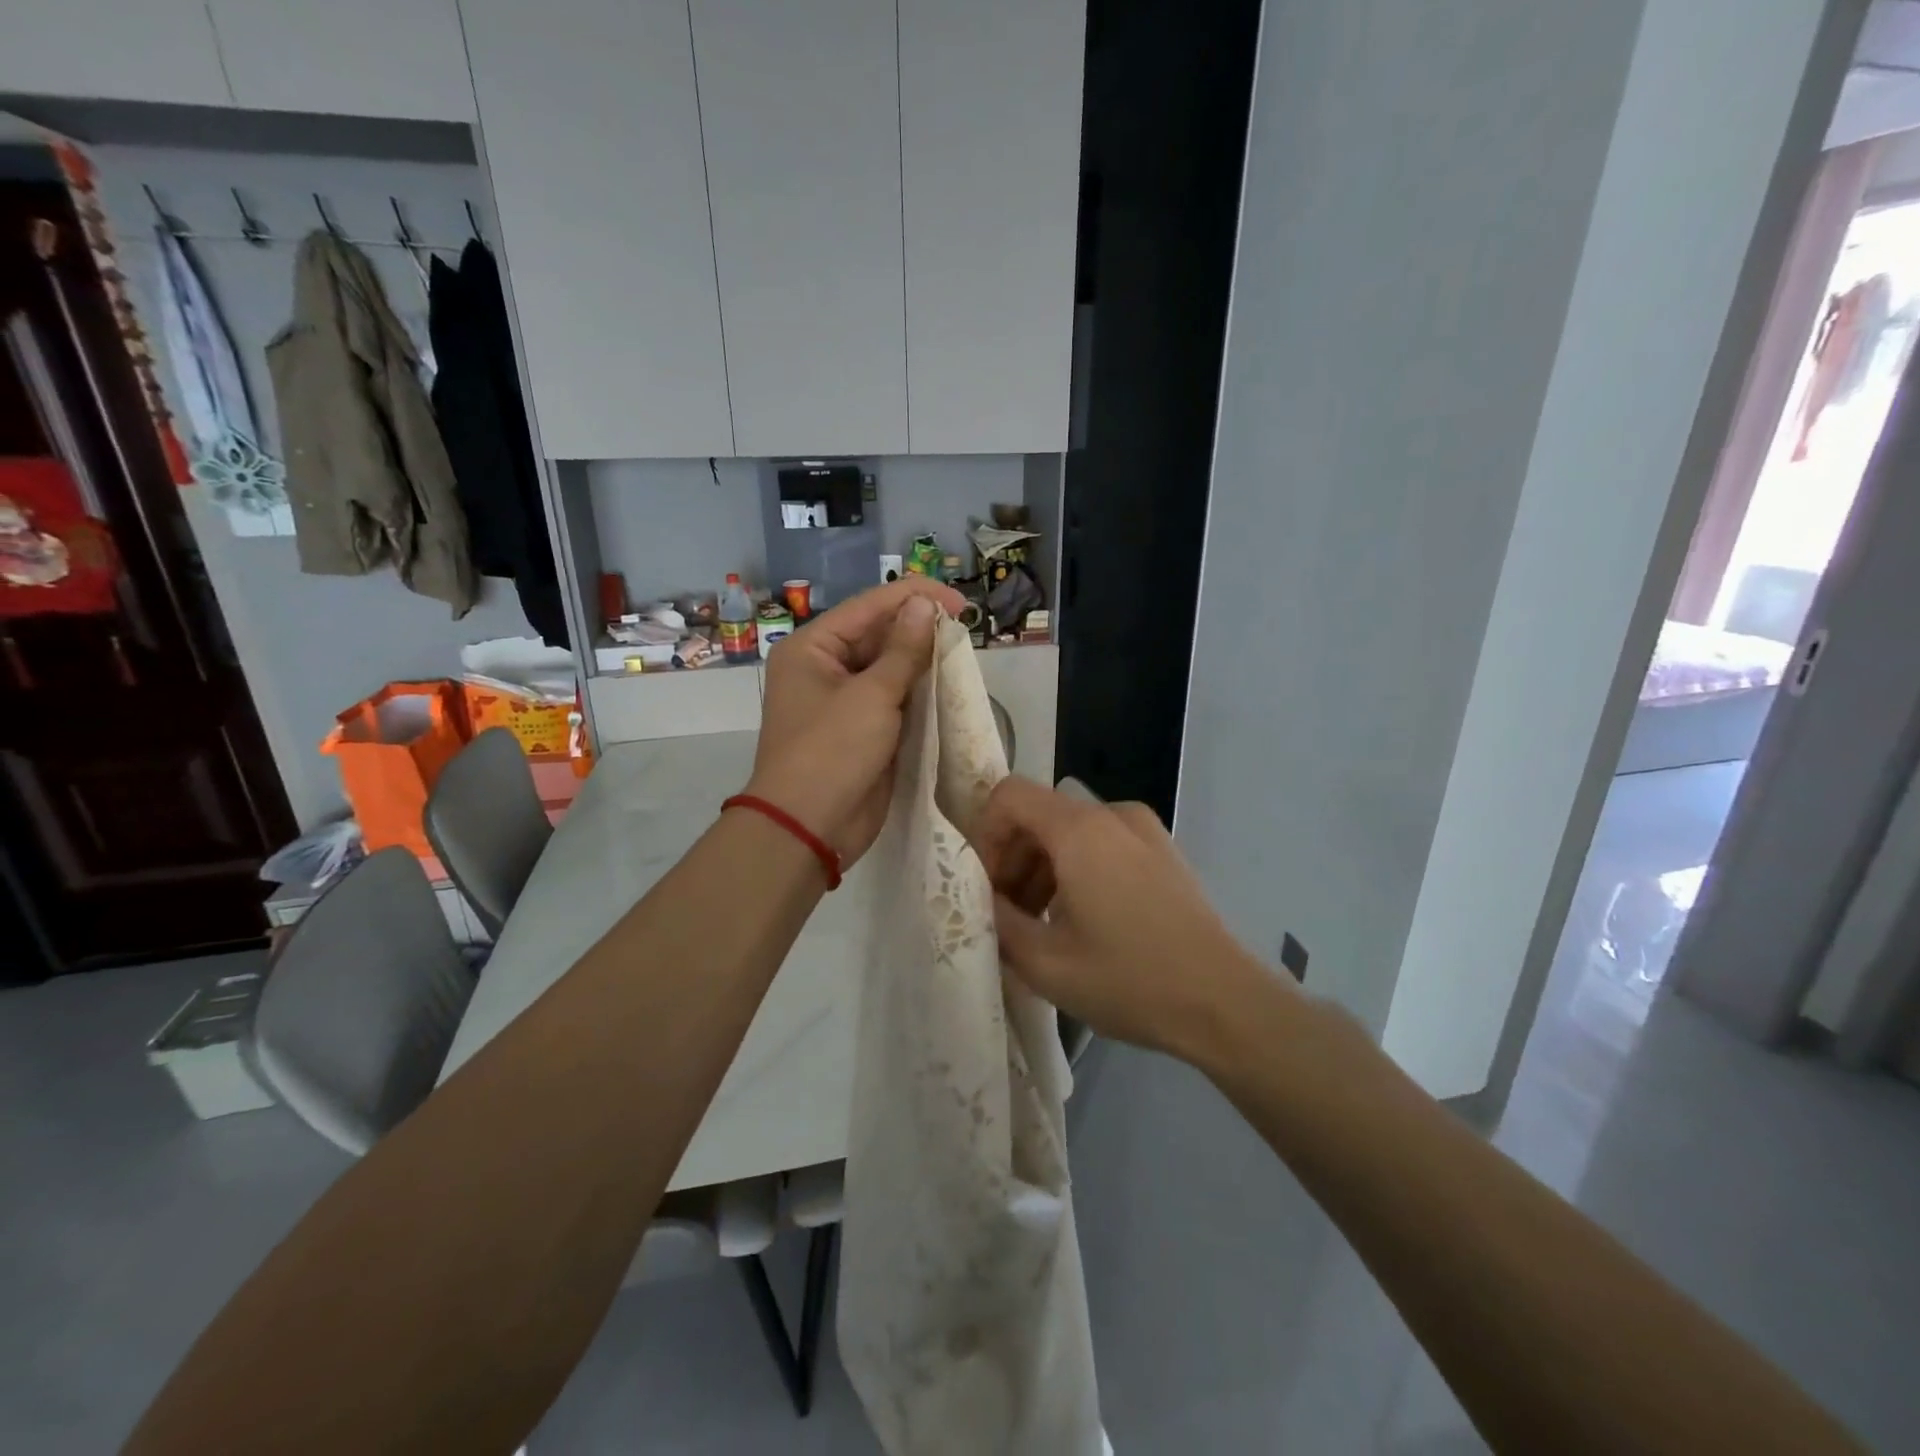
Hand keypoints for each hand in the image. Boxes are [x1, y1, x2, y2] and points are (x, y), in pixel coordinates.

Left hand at [744, 577, 963, 866]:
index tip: (960, 602)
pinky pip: (895, 701)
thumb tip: (924, 606)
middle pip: (878, 635)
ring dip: (923, 663)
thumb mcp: (871, 696)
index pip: (868, 607)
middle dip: (920, 631)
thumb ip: (903, 650)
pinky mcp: (864, 731)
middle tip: (965, 630)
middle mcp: (825, 668)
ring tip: (962, 654)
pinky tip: (950, 686)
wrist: (810, 828)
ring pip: (890, 669)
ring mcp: (844, 702)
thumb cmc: (832, 752)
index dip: (915, 597)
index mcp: (813, 648)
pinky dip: (920, 694)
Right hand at [967, 776, 1287, 1061]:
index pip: (1009, 795)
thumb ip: (997, 920)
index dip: (985, 834)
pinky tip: (1081, 921)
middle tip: (1006, 914)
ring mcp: (1144, 830)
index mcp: (1079, 829)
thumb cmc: (1129, 981)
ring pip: (1070, 831)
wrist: (1224, 1004)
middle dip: (1012, 858)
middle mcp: (1112, 814)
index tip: (986, 885)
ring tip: (1040, 925)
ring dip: (1043, 868)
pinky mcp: (1163, 851)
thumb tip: (981, 896)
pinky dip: (1077, 869)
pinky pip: (1102, 844)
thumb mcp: (1044, 963)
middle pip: (1039, 814)